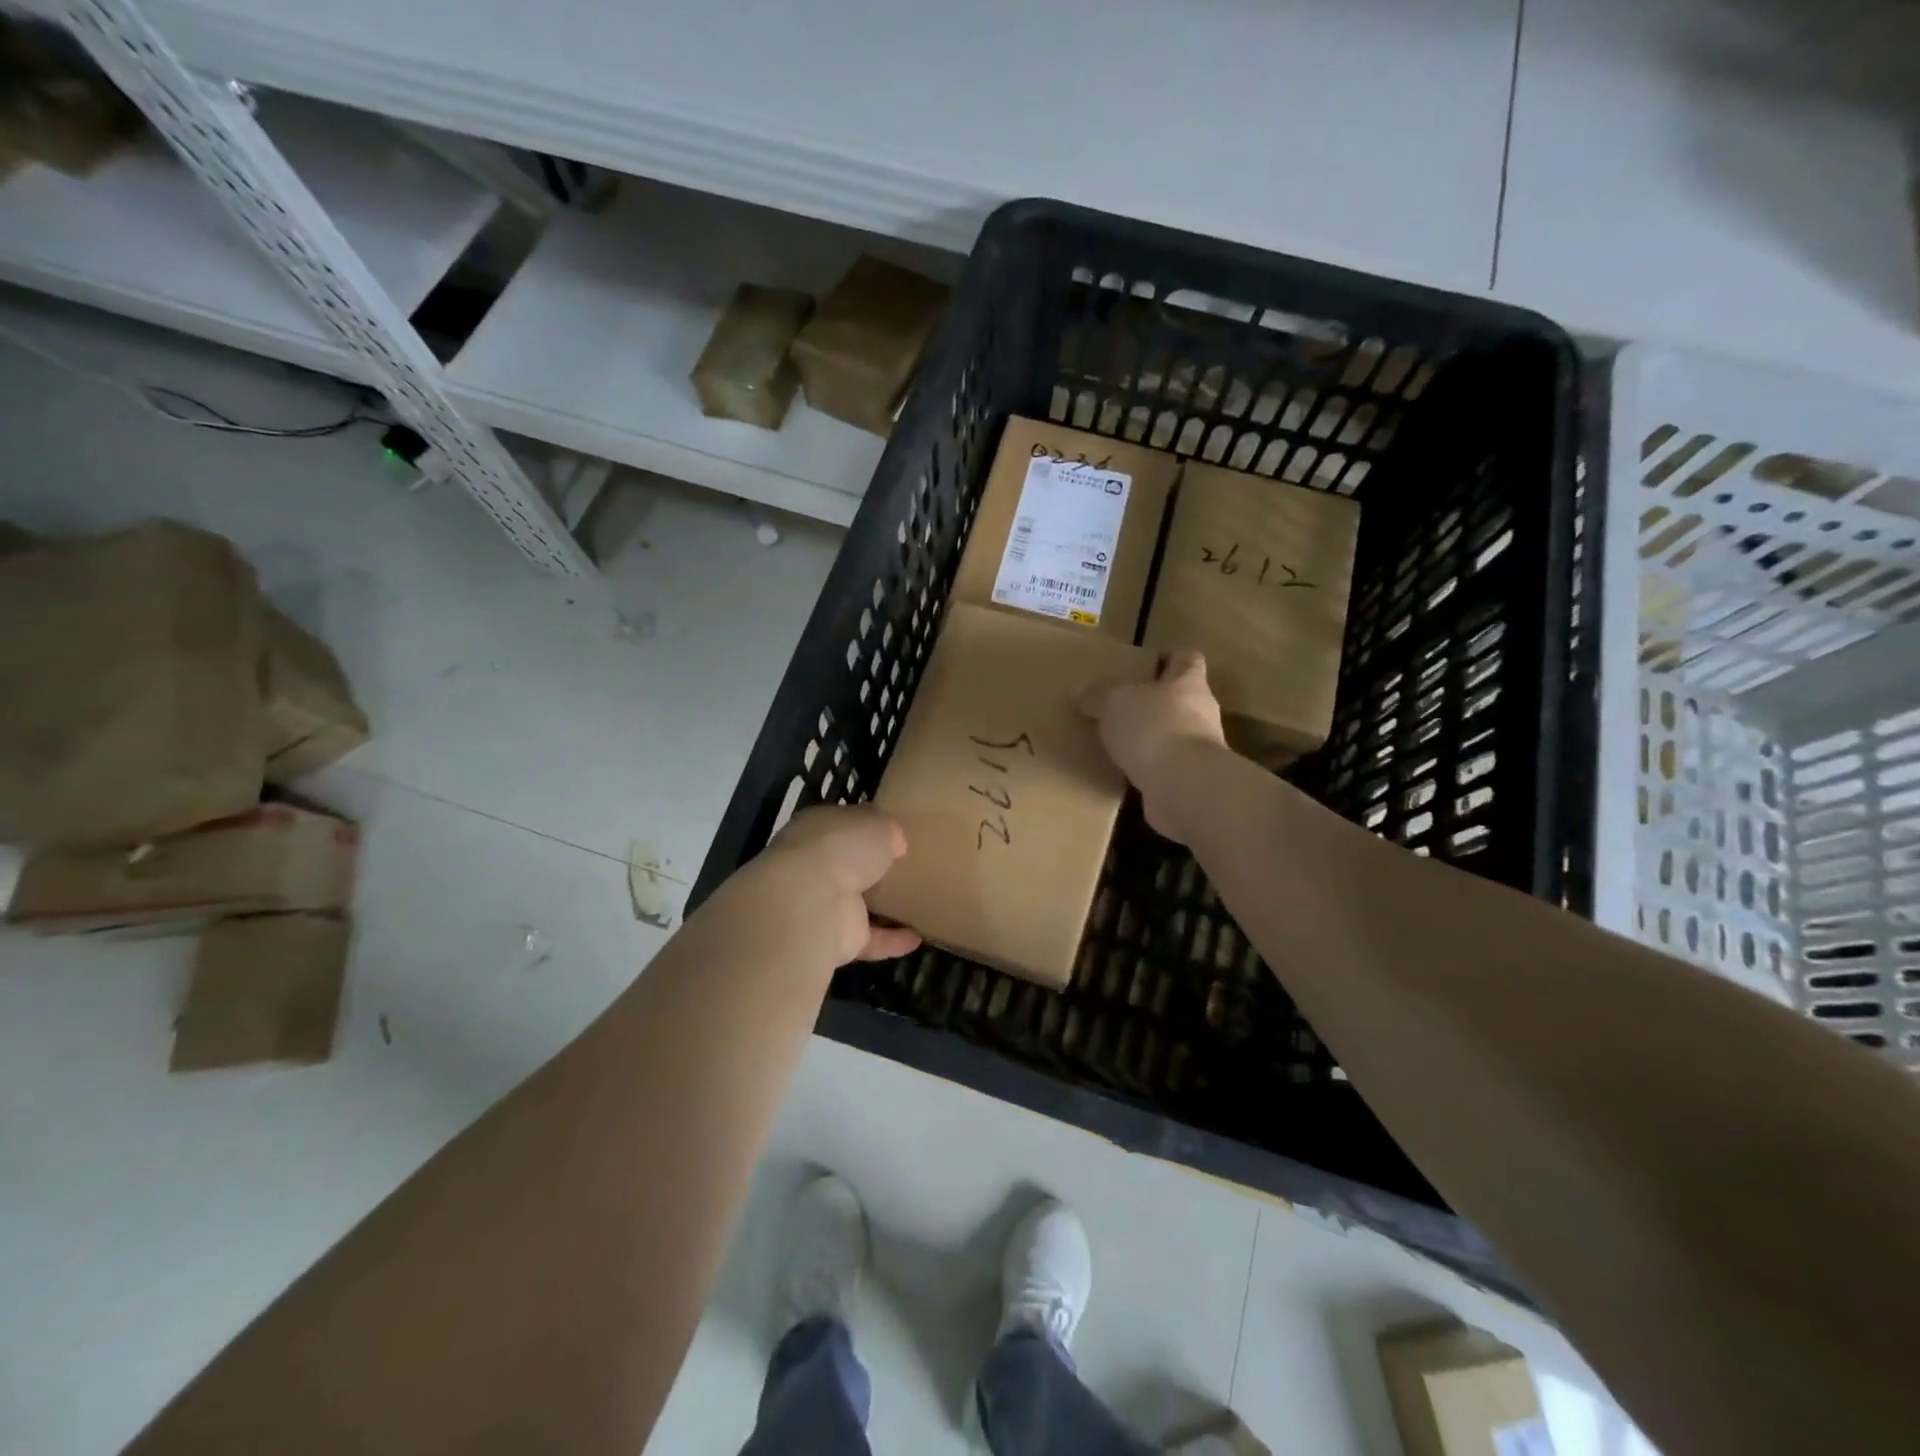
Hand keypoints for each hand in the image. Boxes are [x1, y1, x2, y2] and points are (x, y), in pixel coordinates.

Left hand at [754, 805, 921, 965]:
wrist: (811, 901)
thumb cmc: (842, 847)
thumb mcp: (876, 824)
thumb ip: (887, 830)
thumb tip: (895, 842)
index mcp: (818, 828)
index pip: (842, 824)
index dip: (866, 825)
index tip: (893, 831)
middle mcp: (815, 865)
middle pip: (848, 865)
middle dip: (871, 867)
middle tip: (907, 867)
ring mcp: (823, 905)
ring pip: (856, 903)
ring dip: (882, 907)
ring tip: (917, 904)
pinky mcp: (836, 939)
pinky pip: (869, 938)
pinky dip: (891, 940)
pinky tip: (917, 938)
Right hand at [1076, 649, 1227, 843]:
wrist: (1183, 786)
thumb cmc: (1154, 728)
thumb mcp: (1115, 702)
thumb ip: (1098, 694)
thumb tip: (1078, 692)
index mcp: (1189, 683)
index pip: (1188, 659)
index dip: (1170, 658)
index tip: (1147, 664)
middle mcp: (1201, 712)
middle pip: (1180, 698)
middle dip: (1154, 701)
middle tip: (1121, 705)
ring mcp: (1199, 749)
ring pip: (1173, 734)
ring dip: (1151, 737)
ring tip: (1118, 741)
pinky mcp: (1191, 780)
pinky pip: (1166, 766)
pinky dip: (1149, 767)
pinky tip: (1125, 771)